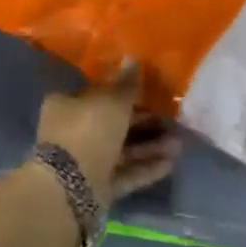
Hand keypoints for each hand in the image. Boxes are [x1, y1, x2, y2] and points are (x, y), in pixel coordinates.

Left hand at [35, 69, 180, 204]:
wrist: (71, 186)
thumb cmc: (88, 131)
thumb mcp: (111, 101)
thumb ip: (126, 84)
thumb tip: (133, 60)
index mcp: (67, 105)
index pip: (97, 94)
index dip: (123, 92)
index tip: (149, 93)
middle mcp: (73, 131)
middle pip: (113, 123)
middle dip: (144, 122)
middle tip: (171, 119)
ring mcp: (85, 161)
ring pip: (122, 150)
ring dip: (150, 146)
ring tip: (178, 143)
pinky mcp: (97, 186)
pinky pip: (125, 173)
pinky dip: (146, 168)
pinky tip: (171, 163)